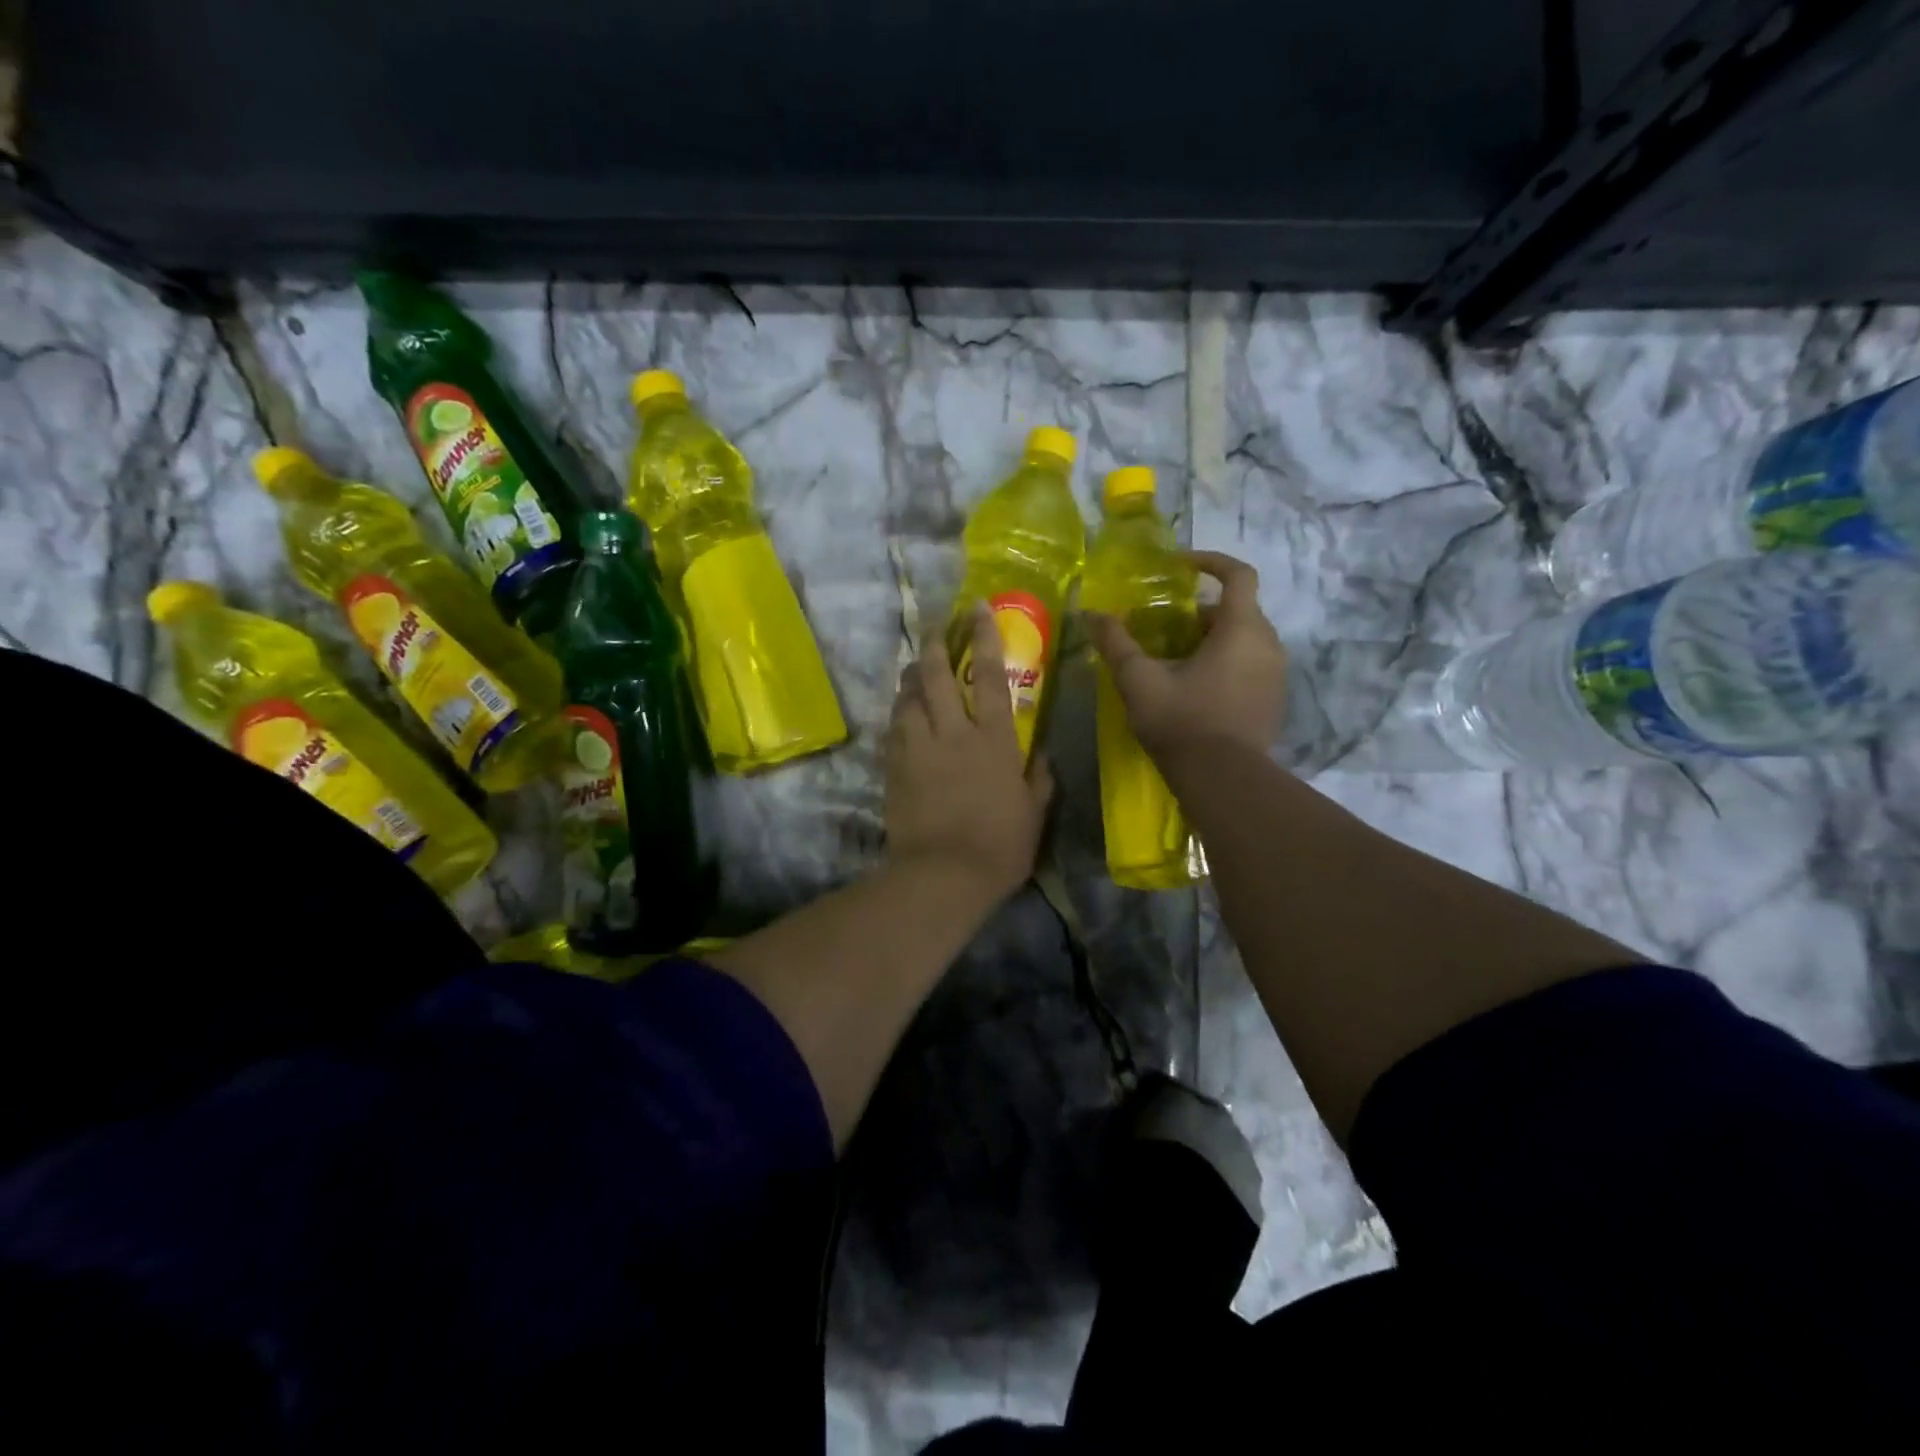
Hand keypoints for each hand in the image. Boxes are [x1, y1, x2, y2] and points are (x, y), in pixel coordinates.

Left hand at [885, 607, 1054, 901]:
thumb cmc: (1000, 846)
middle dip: (934, 644)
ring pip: (908, 698)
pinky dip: (898, 713)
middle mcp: (953, 734)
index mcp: (993, 740)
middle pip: (935, 676)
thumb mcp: (1034, 813)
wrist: (943, 876)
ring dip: (910, 677)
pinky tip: (900, 710)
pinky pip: (894, 729)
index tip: (977, 608)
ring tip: (914, 666)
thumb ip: (1040, 779)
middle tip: (934, 625)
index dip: (984, 637)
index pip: (988, 676)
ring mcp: (918, 749)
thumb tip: (1042, 755)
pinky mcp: (894, 768)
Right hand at [1085, 550, 1285, 757]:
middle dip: (1201, 611)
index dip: (1209, 561)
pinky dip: (1225, 663)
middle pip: (1237, 610)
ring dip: (1212, 639)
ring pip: (1244, 640)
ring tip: (1175, 659)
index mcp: (1242, 629)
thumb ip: (1116, 643)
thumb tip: (1091, 614)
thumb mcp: (1140, 680)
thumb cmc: (1182, 721)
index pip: (1238, 574)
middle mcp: (1268, 644)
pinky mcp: (1274, 701)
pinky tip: (1195, 689)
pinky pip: (1250, 666)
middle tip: (1165, 627)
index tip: (1179, 566)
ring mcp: (1276, 675)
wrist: (1224, 780)